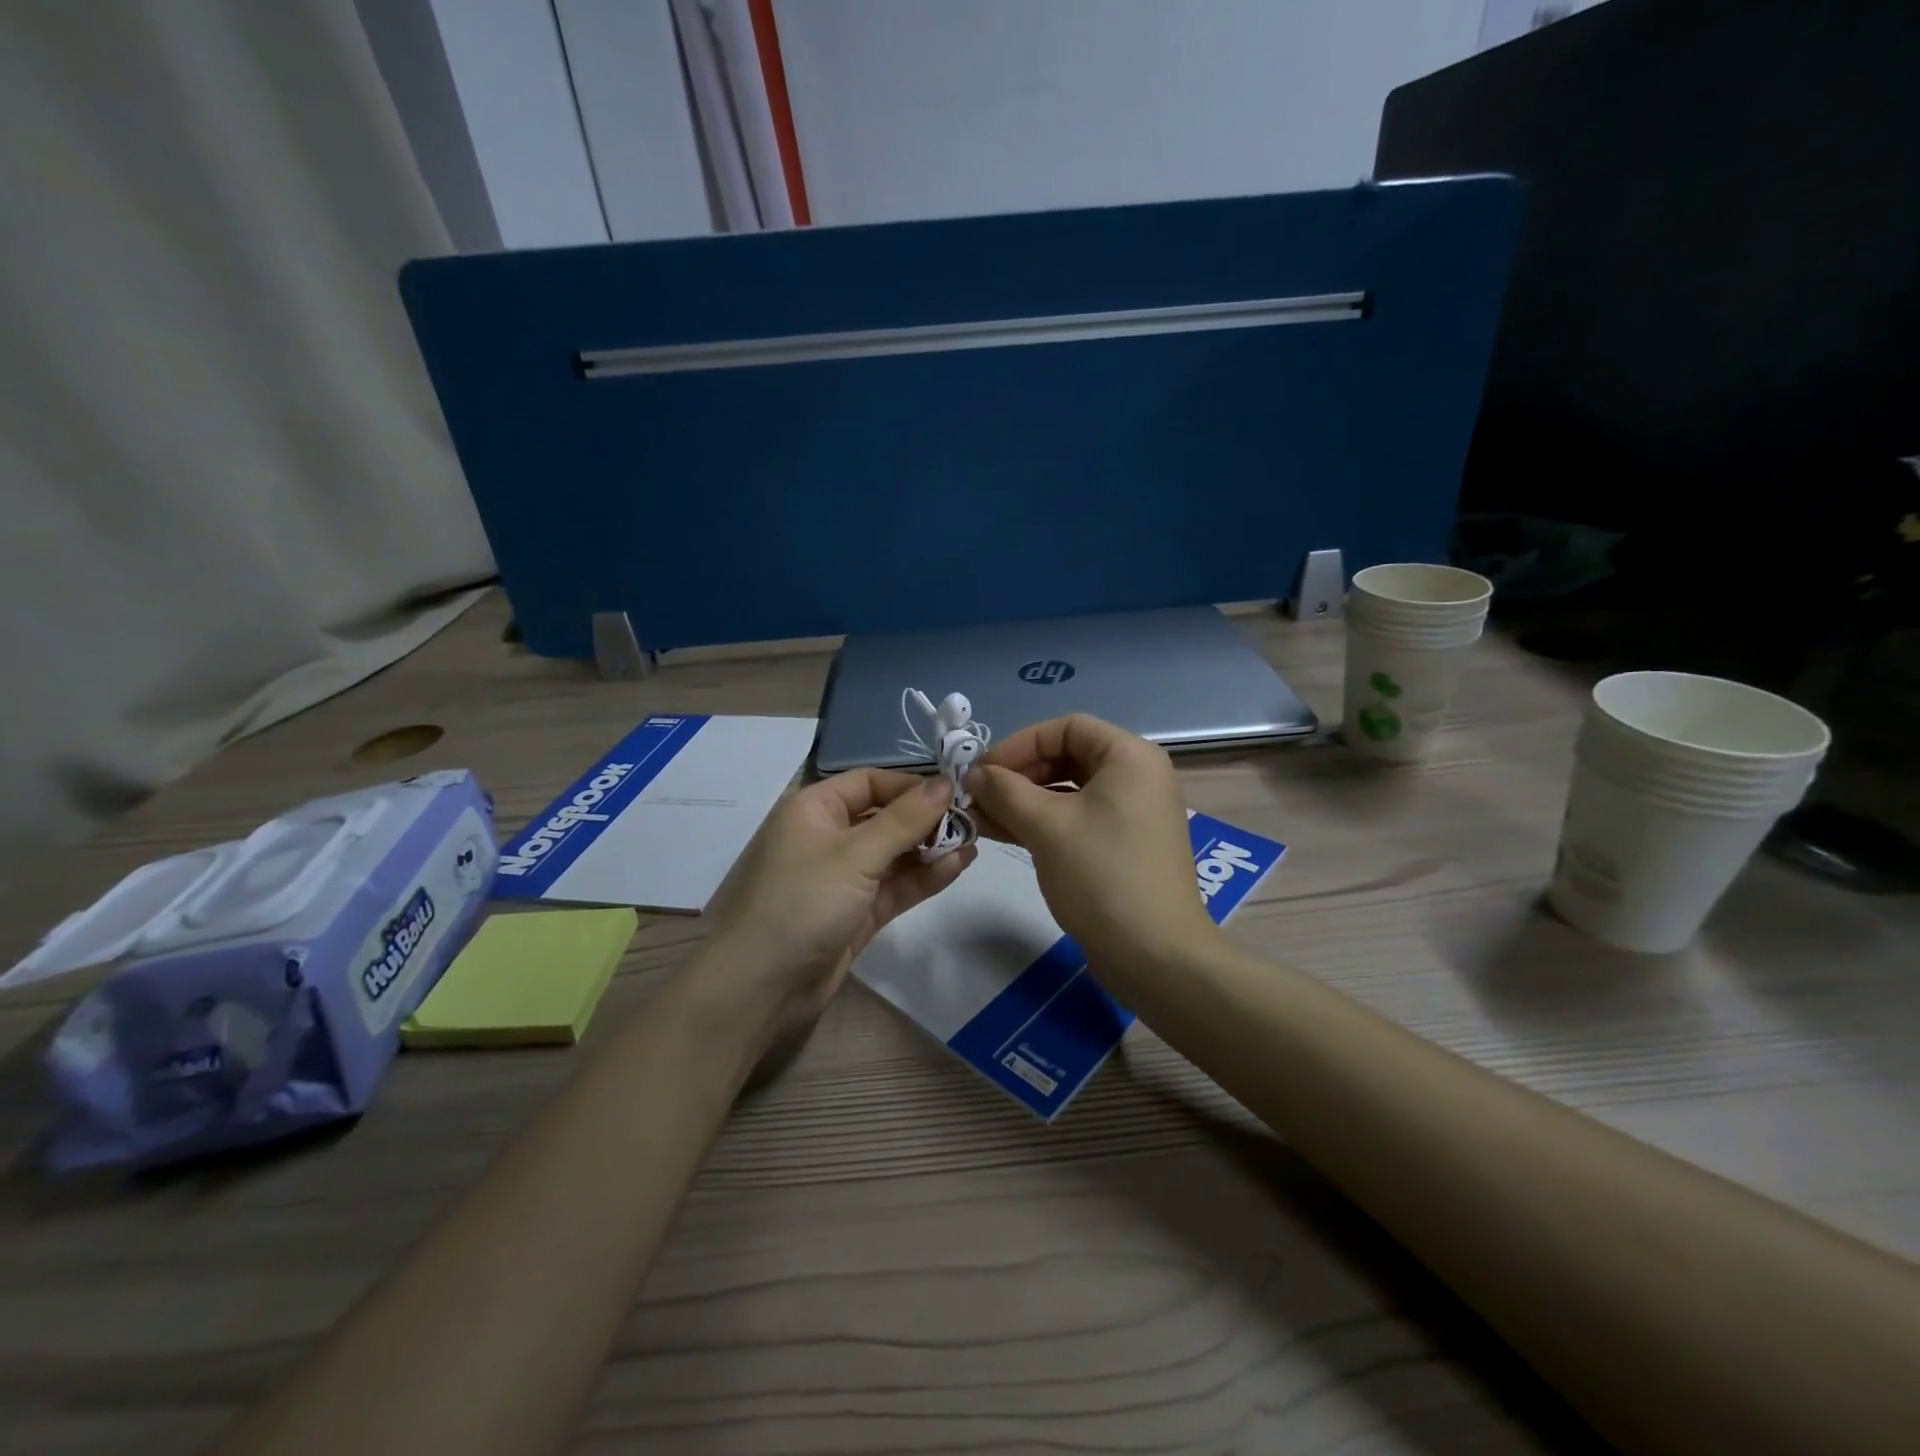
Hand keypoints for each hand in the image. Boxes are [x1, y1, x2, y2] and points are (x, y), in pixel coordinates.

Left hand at [699, 770, 973, 1051]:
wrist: (760, 988)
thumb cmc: (802, 902)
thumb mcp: (854, 854)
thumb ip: (904, 820)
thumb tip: (945, 783)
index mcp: (814, 809)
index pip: (870, 782)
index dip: (911, 785)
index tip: (955, 793)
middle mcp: (828, 837)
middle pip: (885, 817)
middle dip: (927, 818)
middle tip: (973, 821)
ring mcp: (843, 878)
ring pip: (894, 854)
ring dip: (931, 848)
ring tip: (975, 842)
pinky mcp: (856, 913)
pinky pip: (895, 886)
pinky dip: (924, 877)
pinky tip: (958, 866)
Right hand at [970, 714, 1218, 974]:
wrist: (1155, 956)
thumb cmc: (1102, 876)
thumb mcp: (1046, 826)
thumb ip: (1005, 791)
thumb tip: (975, 774)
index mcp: (1130, 756)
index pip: (1067, 727)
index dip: (1020, 743)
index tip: (984, 770)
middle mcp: (1137, 776)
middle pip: (1068, 756)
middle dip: (1019, 774)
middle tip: (978, 795)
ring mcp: (1133, 813)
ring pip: (1069, 790)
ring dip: (1024, 799)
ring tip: (981, 816)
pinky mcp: (1124, 845)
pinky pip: (1078, 818)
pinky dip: (1043, 821)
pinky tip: (1004, 833)